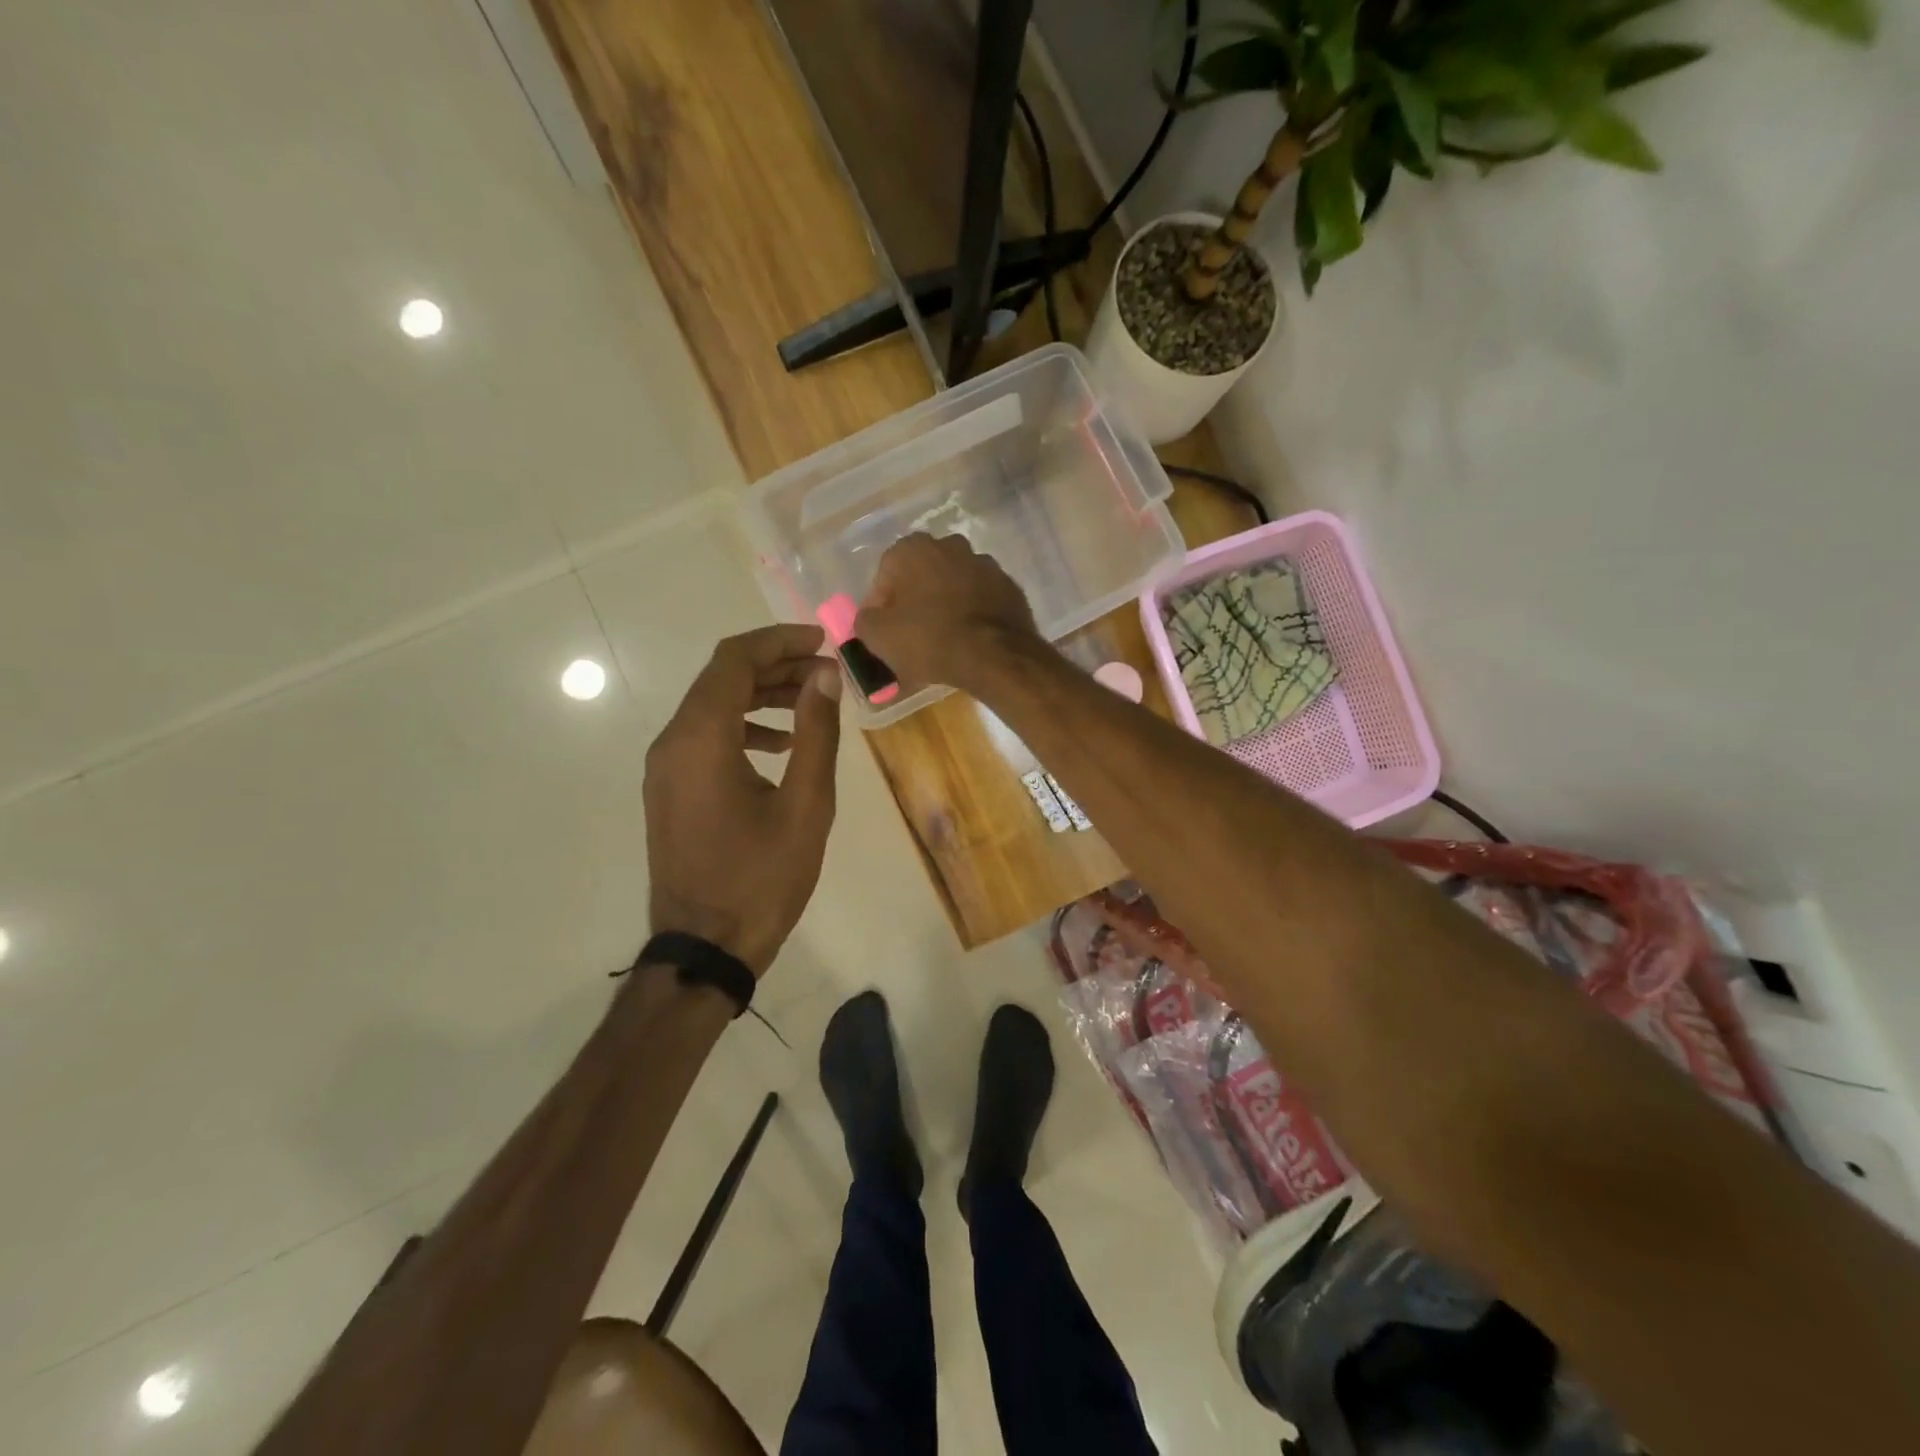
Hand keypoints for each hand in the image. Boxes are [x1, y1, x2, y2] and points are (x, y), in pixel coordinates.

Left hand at [643, 625, 841, 975]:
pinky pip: (704, 738)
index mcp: (701, 739)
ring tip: (811, 703)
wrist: (705, 948)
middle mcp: (672, 743)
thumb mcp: (805, 805)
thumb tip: (825, 676)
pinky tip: (781, 746)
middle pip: (720, 679)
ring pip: (712, 707)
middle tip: (825, 671)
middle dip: (775, 666)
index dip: (779, 641)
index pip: (733, 661)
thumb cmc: (761, 879)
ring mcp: (665, 769)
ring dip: (760, 696)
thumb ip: (816, 733)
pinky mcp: (670, 790)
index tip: (822, 642)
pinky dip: (742, 727)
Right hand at [854, 533, 1040, 693]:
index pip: (885, 575)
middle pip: (921, 577)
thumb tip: (869, 619)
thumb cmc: (929, 639)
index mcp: (913, 548)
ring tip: (941, 641)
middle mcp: (950, 545)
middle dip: (913, 602)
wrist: (995, 655)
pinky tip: (968, 641)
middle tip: (911, 636)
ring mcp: (985, 564)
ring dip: (944, 606)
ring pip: (952, 586)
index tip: (884, 632)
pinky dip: (971, 615)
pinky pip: (979, 600)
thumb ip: (864, 621)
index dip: (881, 606)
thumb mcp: (878, 636)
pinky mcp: (1009, 587)